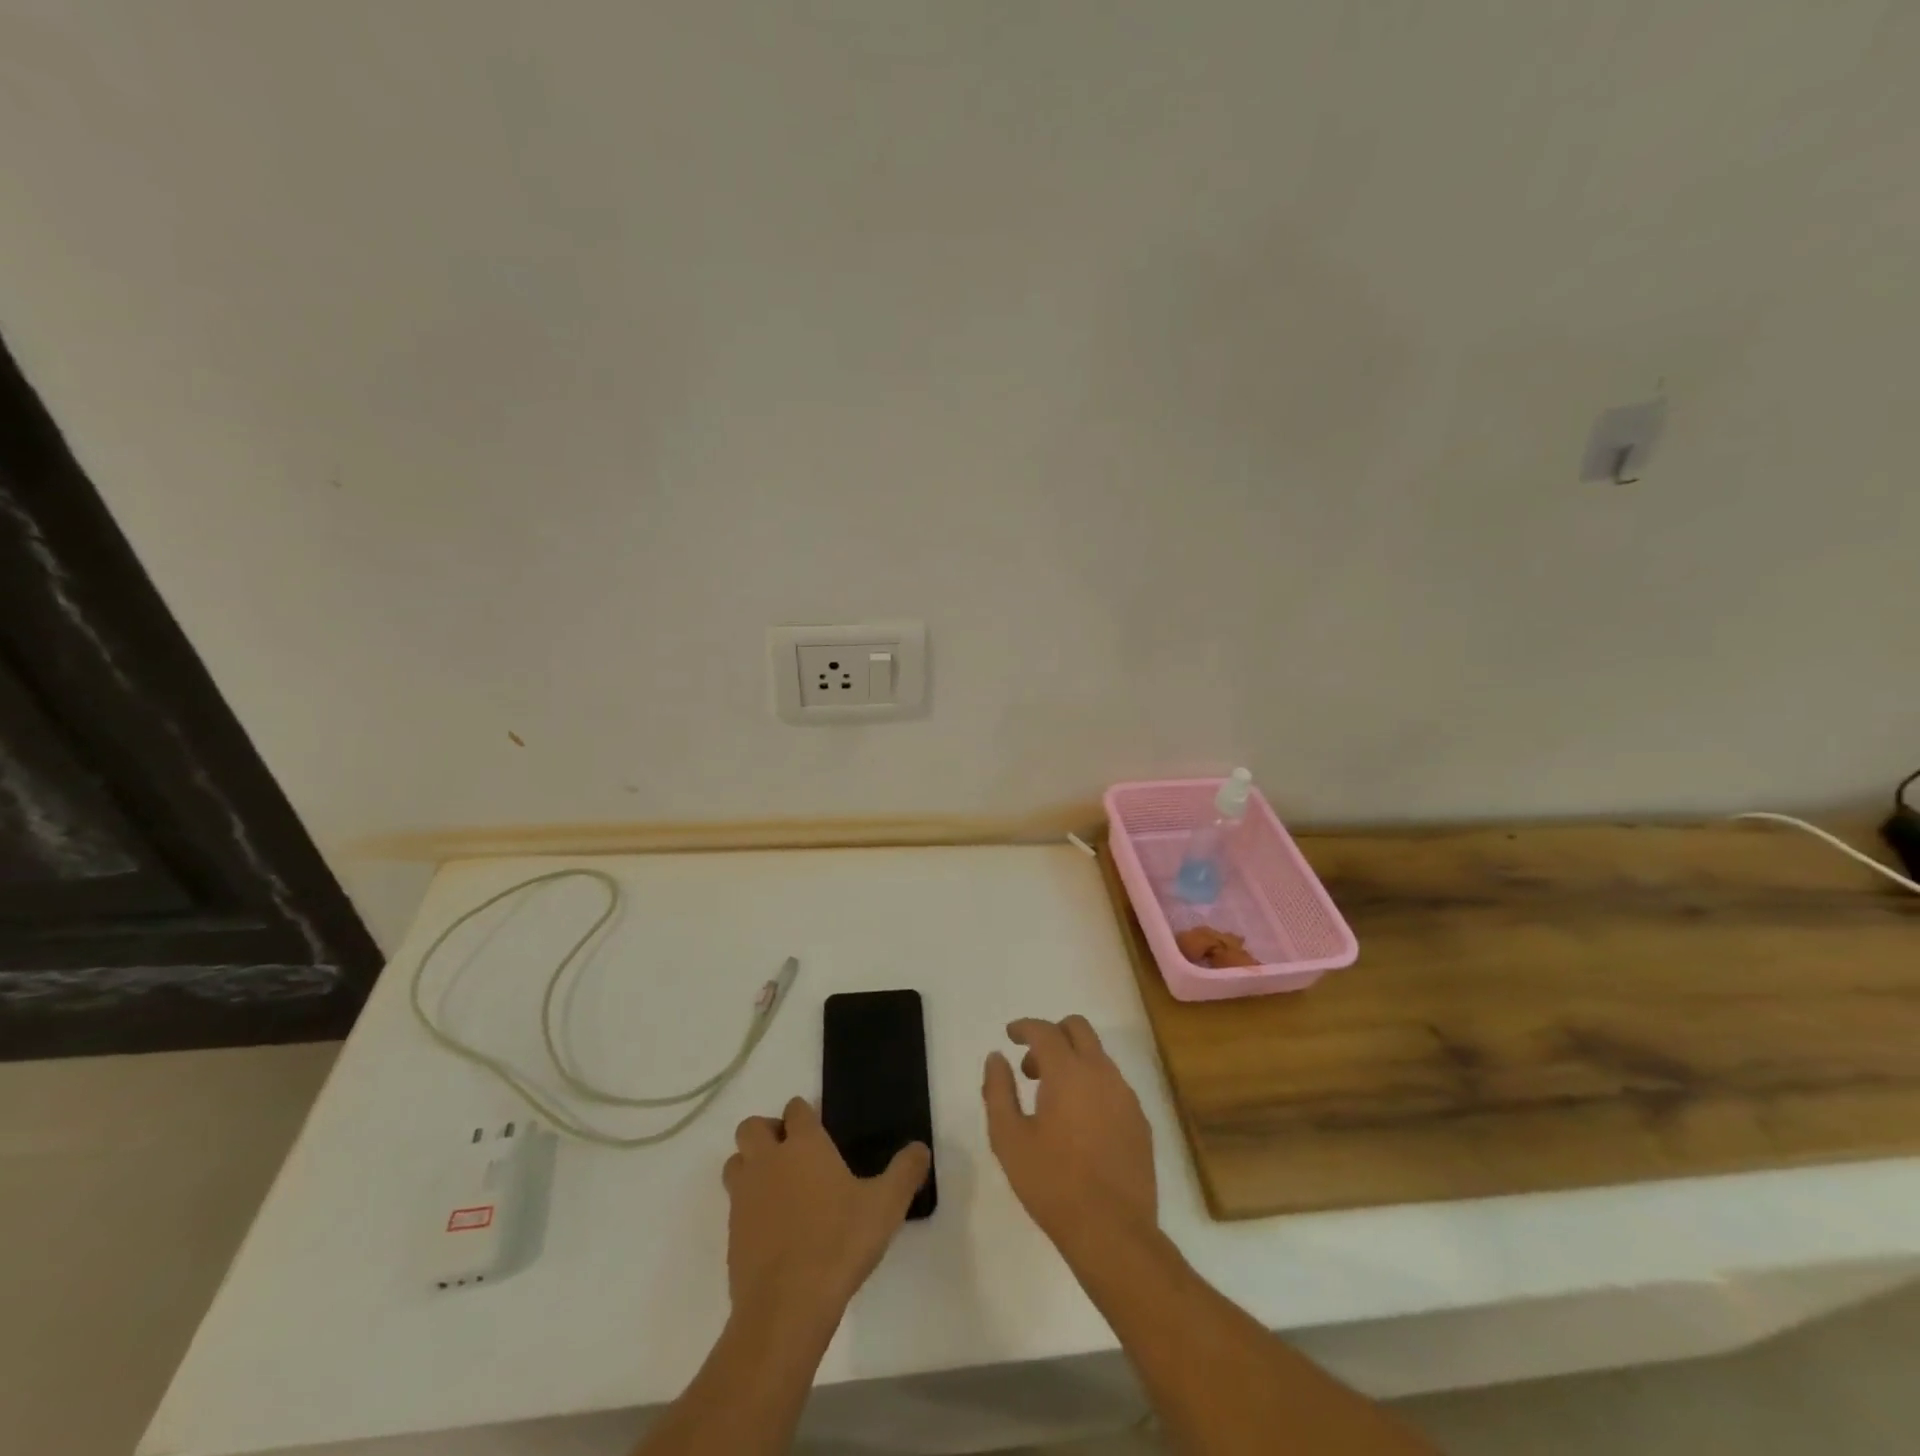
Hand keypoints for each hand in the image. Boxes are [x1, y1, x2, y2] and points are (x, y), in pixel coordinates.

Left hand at [723, 1096, 929, 1326]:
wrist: (786, 1307)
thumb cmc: (838, 1243)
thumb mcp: (886, 1206)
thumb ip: (905, 1172)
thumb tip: (921, 1148)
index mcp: (804, 1145)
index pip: (796, 1109)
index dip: (805, 1114)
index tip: (818, 1128)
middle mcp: (768, 1161)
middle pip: (751, 1127)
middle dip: (767, 1132)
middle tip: (791, 1153)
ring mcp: (744, 1197)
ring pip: (735, 1162)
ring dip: (750, 1165)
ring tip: (777, 1187)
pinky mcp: (731, 1234)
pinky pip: (734, 1205)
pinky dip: (748, 1207)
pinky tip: (772, 1230)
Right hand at [982, 1016, 1156, 1249]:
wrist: (1112, 1232)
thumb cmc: (1052, 1183)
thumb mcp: (1009, 1138)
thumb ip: (998, 1091)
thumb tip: (997, 1058)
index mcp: (1068, 1072)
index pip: (1044, 1030)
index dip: (1024, 1027)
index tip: (1010, 1035)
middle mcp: (1101, 1073)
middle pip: (1078, 1028)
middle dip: (1052, 1034)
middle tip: (1032, 1067)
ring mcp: (1126, 1096)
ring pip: (1098, 1056)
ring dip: (1073, 1061)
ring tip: (1052, 1100)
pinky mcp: (1140, 1121)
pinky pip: (1113, 1085)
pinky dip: (1092, 1086)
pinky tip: (1080, 1124)